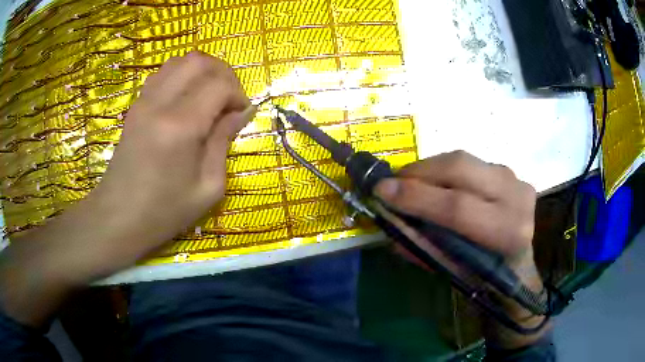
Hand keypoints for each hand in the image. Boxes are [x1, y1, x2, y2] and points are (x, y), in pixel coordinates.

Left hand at [90, 51, 251, 261]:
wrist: (119, 217)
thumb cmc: (165, 211)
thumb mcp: (208, 187)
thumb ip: (224, 141)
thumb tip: (241, 112)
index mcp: (181, 127)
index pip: (219, 85)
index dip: (238, 94)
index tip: (242, 114)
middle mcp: (160, 104)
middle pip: (199, 61)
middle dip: (223, 74)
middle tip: (229, 99)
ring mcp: (143, 101)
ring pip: (179, 61)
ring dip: (202, 71)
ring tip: (209, 95)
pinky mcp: (135, 106)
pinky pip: (163, 73)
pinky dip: (181, 76)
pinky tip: (186, 99)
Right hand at [374, 151, 548, 345]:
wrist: (518, 264)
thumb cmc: (486, 277)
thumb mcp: (452, 271)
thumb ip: (421, 245)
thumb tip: (389, 219)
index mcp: (507, 233)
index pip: (457, 208)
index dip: (417, 197)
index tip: (381, 191)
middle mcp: (516, 197)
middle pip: (460, 169)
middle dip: (418, 172)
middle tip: (392, 182)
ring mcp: (515, 178)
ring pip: (463, 159)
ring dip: (429, 169)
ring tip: (409, 183)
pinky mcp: (509, 171)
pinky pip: (469, 162)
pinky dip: (444, 169)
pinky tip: (433, 182)